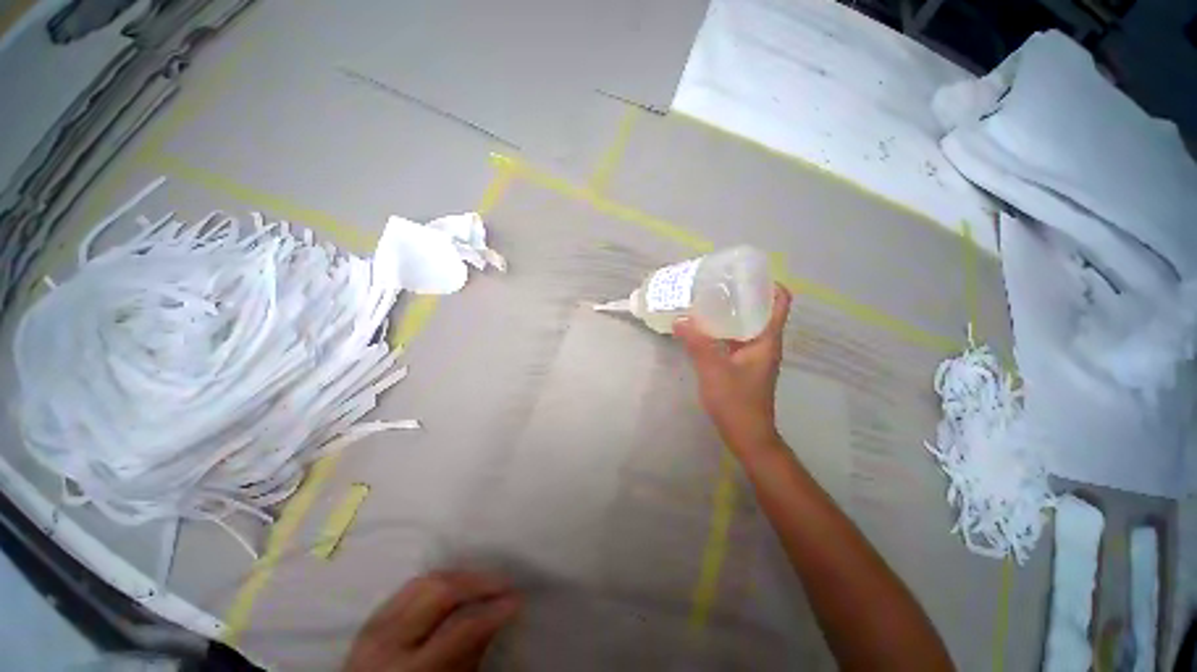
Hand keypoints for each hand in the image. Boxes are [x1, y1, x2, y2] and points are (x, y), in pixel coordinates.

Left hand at [343, 571, 520, 671]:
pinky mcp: (371, 617)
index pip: (460, 627)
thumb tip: (498, 615)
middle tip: (505, 583)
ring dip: (461, 576)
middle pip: (441, 591)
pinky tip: (456, 584)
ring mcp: (374, 626)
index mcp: (408, 670)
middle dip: (479, 582)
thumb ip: (470, 656)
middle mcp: (387, 642)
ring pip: (426, 580)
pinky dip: (438, 580)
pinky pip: (411, 586)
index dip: (493, 610)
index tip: (517, 599)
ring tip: (485, 581)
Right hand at [674, 284, 790, 453]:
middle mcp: (764, 342)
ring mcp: (754, 354)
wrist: (747, 435)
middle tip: (717, 283)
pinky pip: (734, 338)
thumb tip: (680, 319)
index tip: (745, 273)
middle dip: (742, 294)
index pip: (780, 302)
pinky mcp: (743, 363)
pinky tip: (703, 327)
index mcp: (767, 339)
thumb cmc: (737, 403)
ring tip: (707, 299)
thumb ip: (697, 344)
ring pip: (746, 324)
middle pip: (760, 309)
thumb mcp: (713, 370)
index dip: (769, 283)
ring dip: (731, 311)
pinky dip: (722, 329)